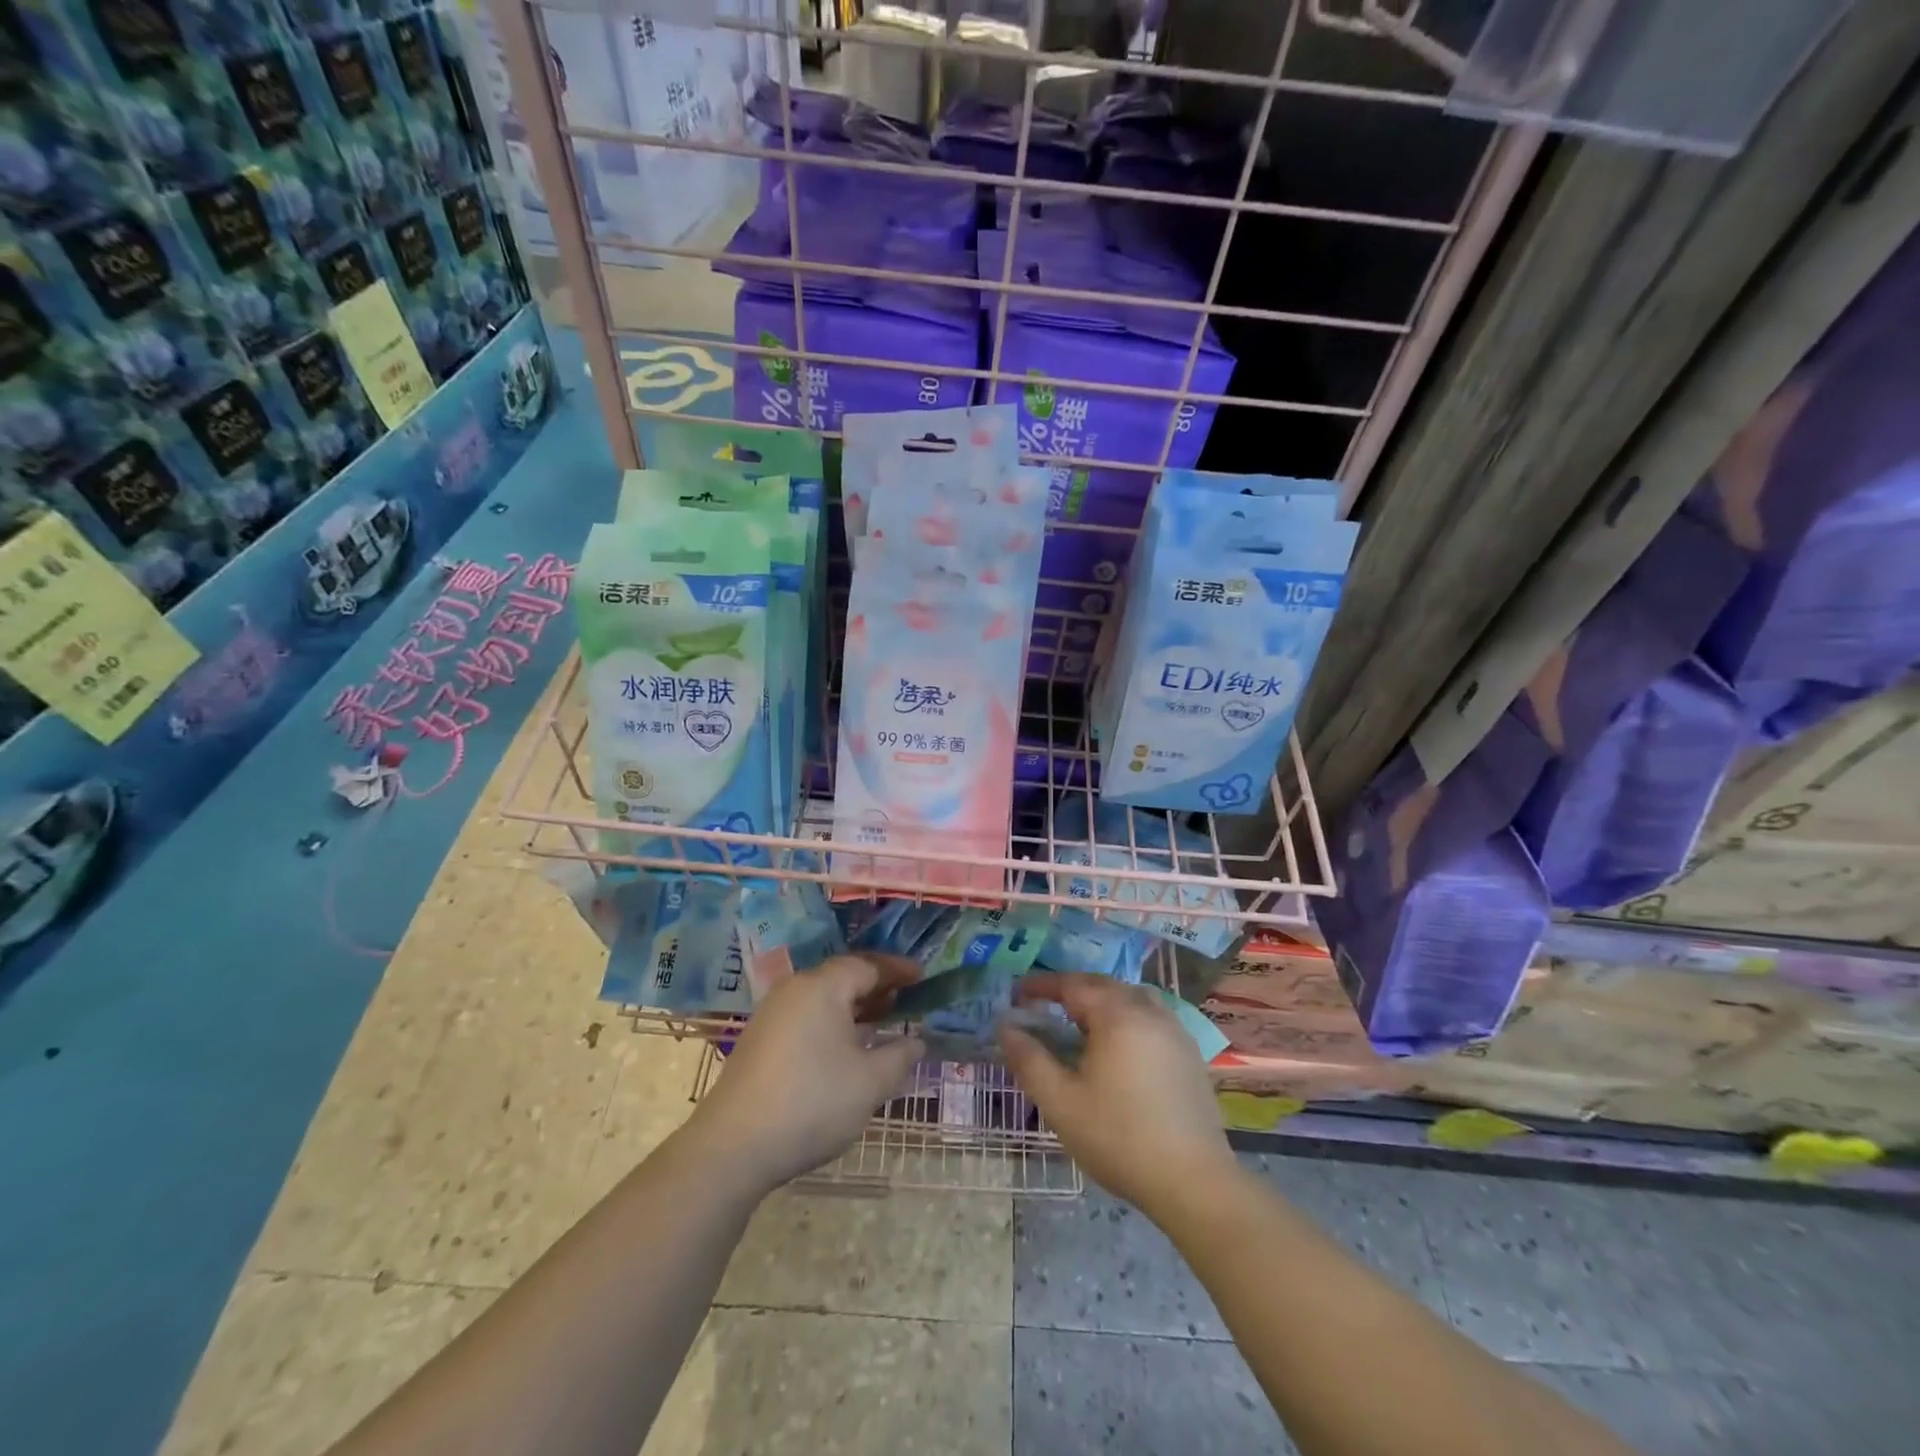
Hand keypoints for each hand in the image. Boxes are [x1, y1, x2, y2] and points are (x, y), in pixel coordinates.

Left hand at [691, 955, 924, 1194]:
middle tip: (906, 1000)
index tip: (923, 976)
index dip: (898, 970)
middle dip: (876, 986)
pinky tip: (845, 1049)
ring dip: (854, 1006)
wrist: (733, 1147)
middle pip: (842, 977)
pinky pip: (806, 1016)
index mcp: (822, 987)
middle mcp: (794, 989)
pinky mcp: (759, 1040)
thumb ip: (900, 1056)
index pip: (867, 965)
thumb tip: (917, 1042)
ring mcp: (772, 1014)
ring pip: (822, 998)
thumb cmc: (812, 1103)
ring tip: (881, 1023)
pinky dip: (832, 1022)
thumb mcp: (870, 1083)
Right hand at [1000, 972, 1234, 1219]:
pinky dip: (1126, 1017)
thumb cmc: (1119, 1138)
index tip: (1018, 993)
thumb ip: (1029, 1059)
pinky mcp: (1189, 1053)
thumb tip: (1005, 1026)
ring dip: (1102, 1001)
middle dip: (1071, 990)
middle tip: (1044, 1005)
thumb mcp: (1060, 1102)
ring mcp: (1174, 1030)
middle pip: (1104, 985)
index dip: (1042, 985)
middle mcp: (1148, 1011)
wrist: (1193, 1181)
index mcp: (1116, 1015)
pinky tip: (1118, 1046)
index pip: (1072, 985)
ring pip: (1131, 998)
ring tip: (1080, 1022)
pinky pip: (1151, 1017)